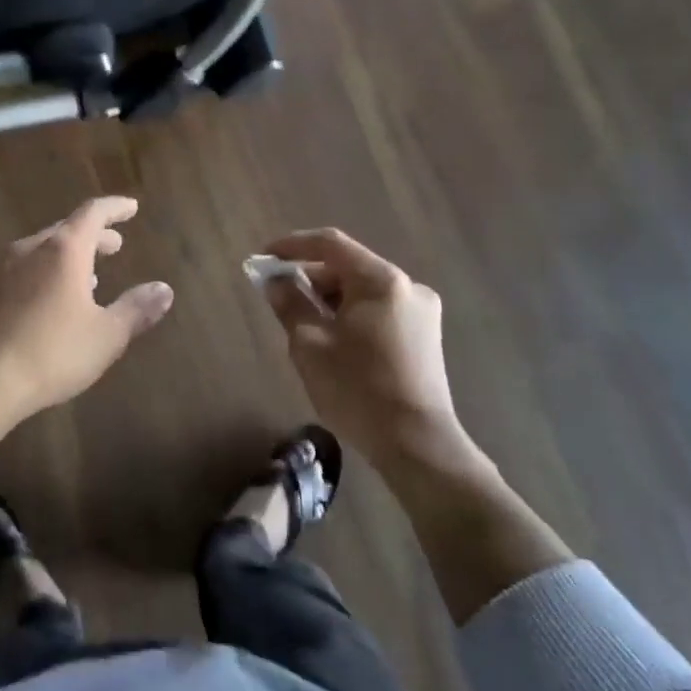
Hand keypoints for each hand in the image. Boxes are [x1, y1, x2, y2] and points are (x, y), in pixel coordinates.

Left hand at [0, 197, 174, 418]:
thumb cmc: (52, 352)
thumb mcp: (106, 335)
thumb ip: (136, 309)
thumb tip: (164, 290)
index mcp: (63, 250)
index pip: (92, 213)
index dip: (114, 208)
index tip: (131, 207)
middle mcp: (32, 249)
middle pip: (67, 229)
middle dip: (94, 234)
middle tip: (116, 244)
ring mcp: (6, 270)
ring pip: (44, 249)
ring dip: (71, 255)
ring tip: (92, 274)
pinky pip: (27, 268)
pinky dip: (50, 271)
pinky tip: (56, 298)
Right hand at [260, 228, 485, 479]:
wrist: (418, 446)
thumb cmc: (357, 389)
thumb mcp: (310, 344)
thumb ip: (290, 304)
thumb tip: (275, 281)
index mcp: (381, 281)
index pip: (330, 244)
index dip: (293, 246)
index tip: (265, 258)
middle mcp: (408, 286)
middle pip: (349, 267)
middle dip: (310, 278)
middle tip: (278, 298)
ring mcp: (422, 312)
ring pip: (364, 291)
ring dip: (330, 299)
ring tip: (303, 324)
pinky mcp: (425, 336)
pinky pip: (379, 310)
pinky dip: (351, 315)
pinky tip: (333, 340)